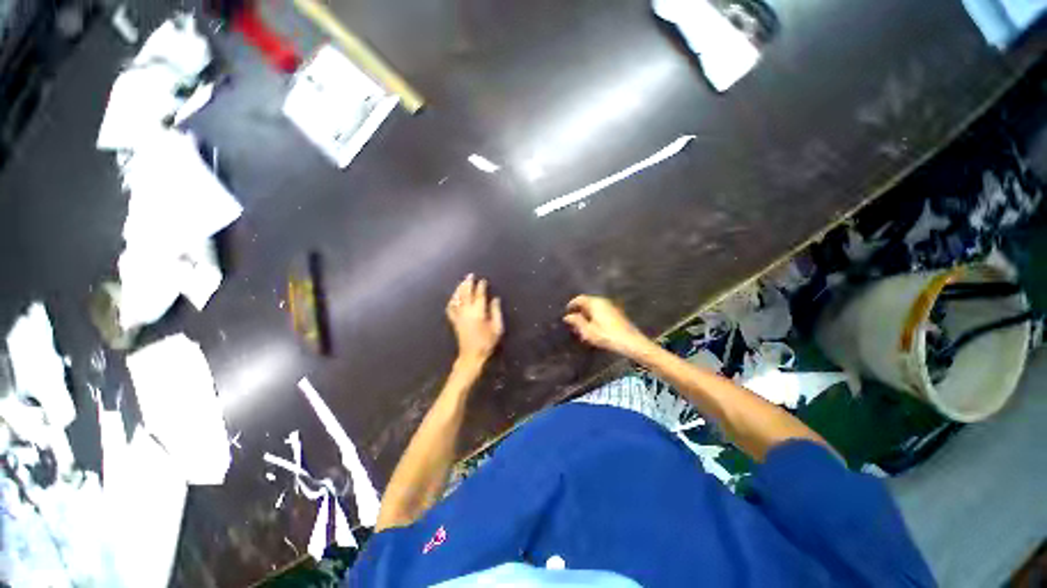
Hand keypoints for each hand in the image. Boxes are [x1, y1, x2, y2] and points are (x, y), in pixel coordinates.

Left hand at [446, 274, 503, 363]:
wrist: (471, 355)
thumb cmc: (487, 342)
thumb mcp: (497, 327)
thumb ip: (496, 312)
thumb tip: (495, 299)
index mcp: (478, 312)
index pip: (479, 295)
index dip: (481, 286)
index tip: (483, 280)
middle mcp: (466, 311)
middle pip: (466, 293)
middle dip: (468, 283)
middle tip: (470, 275)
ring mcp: (458, 316)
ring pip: (457, 298)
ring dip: (459, 289)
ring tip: (462, 282)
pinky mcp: (454, 321)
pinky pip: (450, 308)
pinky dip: (452, 300)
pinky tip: (453, 297)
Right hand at [563, 295, 650, 358]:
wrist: (631, 342)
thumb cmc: (606, 335)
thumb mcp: (588, 331)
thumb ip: (577, 322)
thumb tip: (567, 316)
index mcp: (595, 303)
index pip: (580, 299)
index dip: (572, 304)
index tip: (566, 312)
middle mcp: (603, 301)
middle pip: (588, 302)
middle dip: (579, 310)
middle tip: (573, 321)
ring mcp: (611, 307)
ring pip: (595, 308)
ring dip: (587, 315)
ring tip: (582, 326)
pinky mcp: (616, 314)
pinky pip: (601, 312)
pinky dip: (595, 317)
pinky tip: (593, 328)